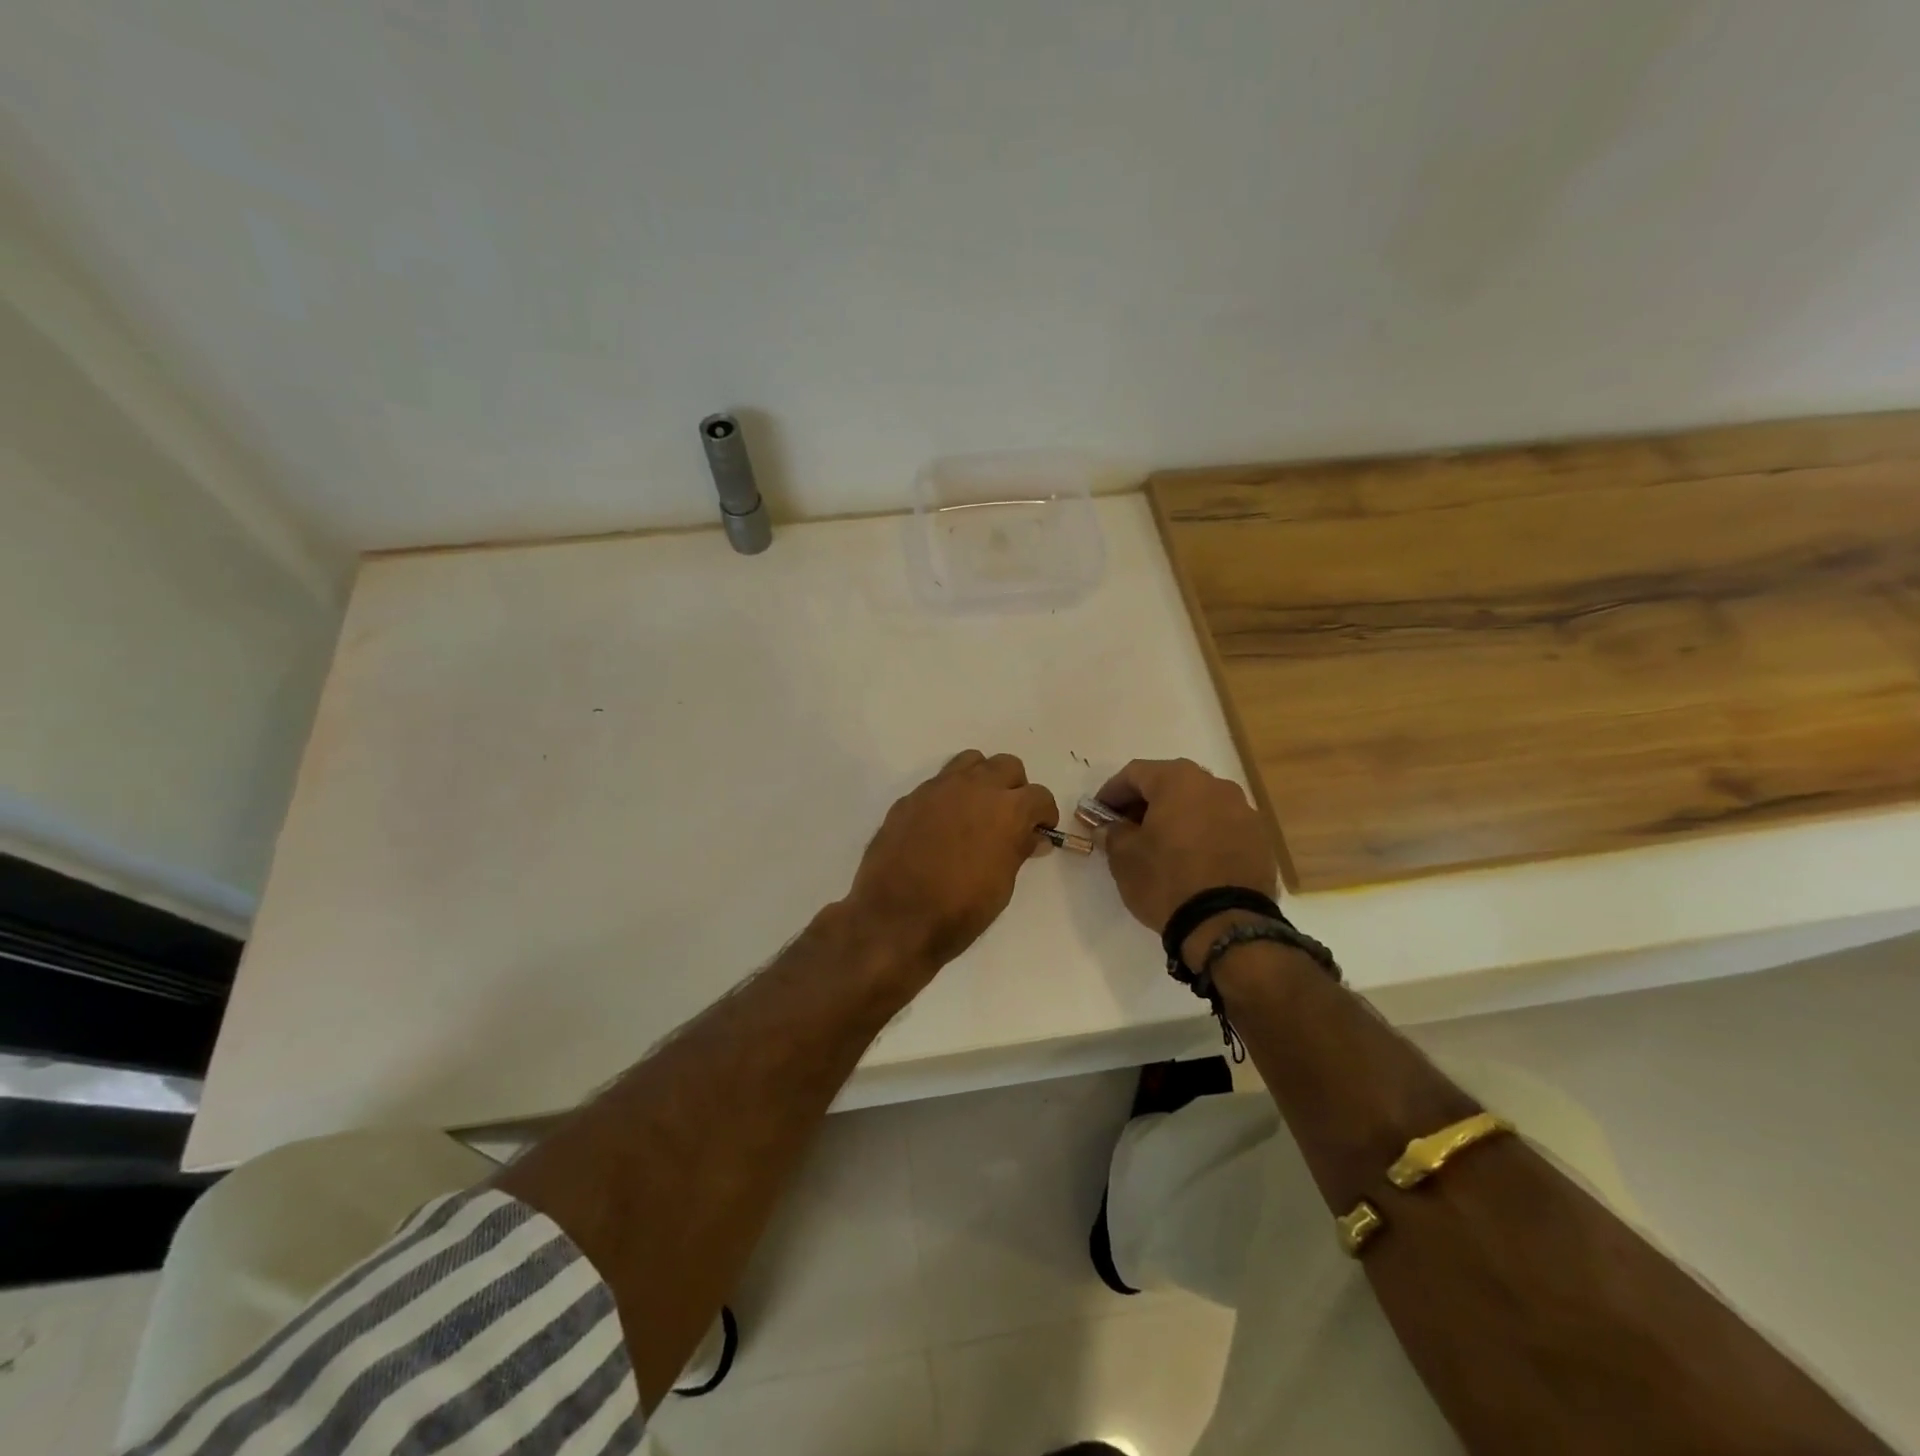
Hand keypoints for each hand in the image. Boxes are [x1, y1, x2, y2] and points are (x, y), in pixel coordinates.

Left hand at [845, 750, 1059, 977]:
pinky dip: (949, 796)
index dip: (1044, 814)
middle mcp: (975, 787)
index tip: (1040, 830)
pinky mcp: (910, 798)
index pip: (1039, 796)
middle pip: (1007, 766)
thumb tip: (1032, 837)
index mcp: (1007, 809)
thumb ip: (1018, 850)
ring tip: (977, 811)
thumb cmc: (959, 909)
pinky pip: (938, 784)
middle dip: (1015, 788)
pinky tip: (942, 826)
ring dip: (981, 780)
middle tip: (1010, 817)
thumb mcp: (1002, 885)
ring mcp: (938, 788)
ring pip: (970, 762)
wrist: (895, 917)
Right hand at [1097, 758, 1277, 937]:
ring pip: (1199, 804)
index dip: (1111, 792)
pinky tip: (1192, 860)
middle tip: (1127, 828)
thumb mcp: (1124, 857)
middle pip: (1171, 784)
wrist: (1226, 924)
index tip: (1097, 813)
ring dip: (1176, 818)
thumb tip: (1109, 827)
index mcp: (1179, 780)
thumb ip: (1113, 833)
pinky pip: (1222, 827)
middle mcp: (1215, 785)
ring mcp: (1244, 811)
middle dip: (1145, 803)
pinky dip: (1203, 835)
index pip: (1135, 774)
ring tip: (1161, 846)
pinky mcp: (1260, 839)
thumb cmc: (1167, 880)